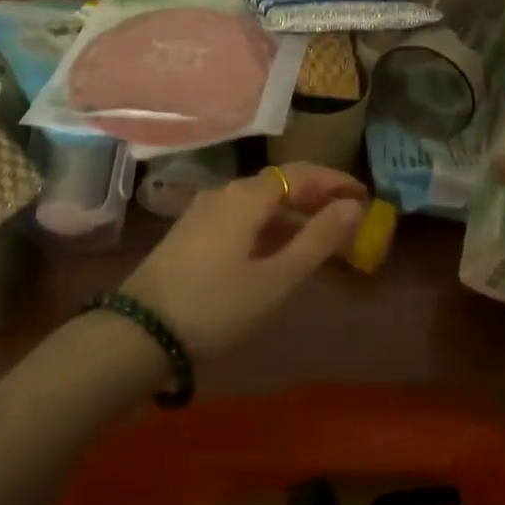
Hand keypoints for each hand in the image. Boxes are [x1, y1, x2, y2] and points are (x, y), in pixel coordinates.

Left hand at [120, 163, 366, 356]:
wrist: (139, 331)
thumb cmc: (216, 306)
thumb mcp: (275, 279)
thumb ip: (317, 240)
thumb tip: (353, 206)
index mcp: (247, 197)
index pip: (301, 173)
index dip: (335, 180)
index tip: (365, 194)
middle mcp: (225, 193)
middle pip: (279, 183)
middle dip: (316, 196)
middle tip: (349, 215)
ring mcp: (204, 211)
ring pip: (259, 201)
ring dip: (293, 212)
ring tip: (321, 235)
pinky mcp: (191, 231)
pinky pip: (241, 216)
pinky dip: (268, 224)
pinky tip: (277, 248)